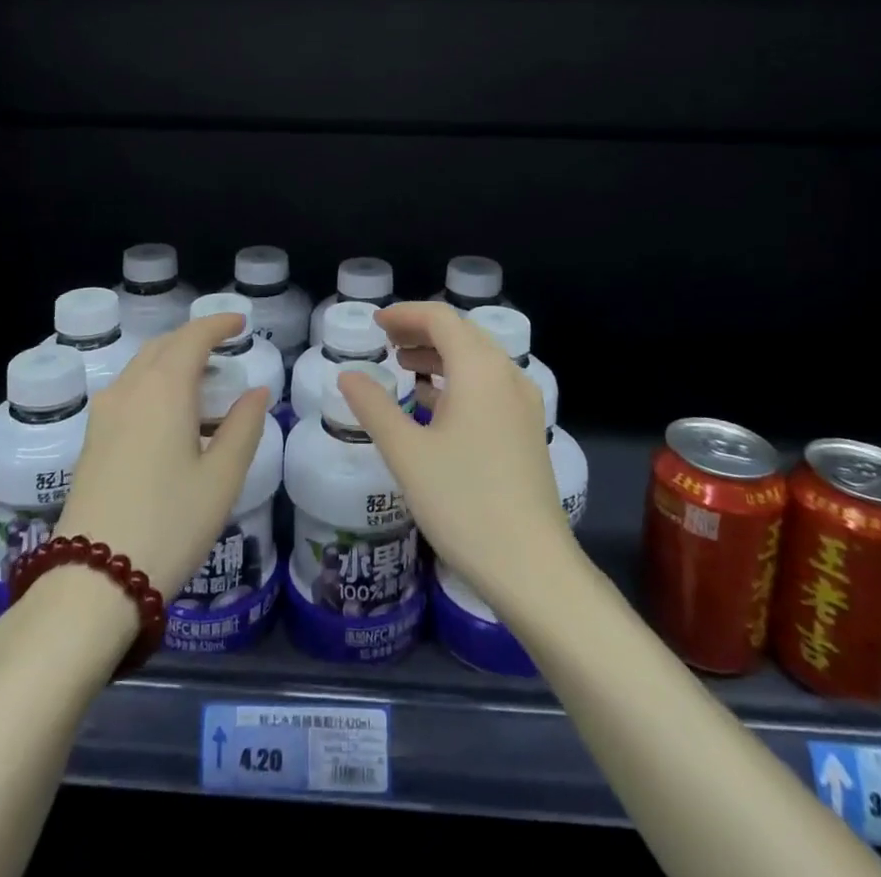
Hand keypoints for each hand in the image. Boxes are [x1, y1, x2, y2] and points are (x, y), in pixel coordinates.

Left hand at [53, 313, 270, 600]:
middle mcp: (130, 390)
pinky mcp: (91, 440)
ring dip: (171, 360)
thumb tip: (257, 392)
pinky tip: (169, 414)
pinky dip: (153, 383)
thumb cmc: (169, 525)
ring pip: (141, 367)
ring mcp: (104, 415)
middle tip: (224, 349)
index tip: (241, 324)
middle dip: (194, 339)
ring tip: (201, 380)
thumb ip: (243, 427)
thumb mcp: (222, 479)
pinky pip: (127, 390)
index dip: (218, 324)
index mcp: (164, 390)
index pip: (192, 337)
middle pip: (163, 346)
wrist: (92, 582)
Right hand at [338, 301, 576, 615]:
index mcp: (480, 369)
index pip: (441, 318)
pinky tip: (433, 402)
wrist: (532, 567)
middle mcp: (507, 375)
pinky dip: (458, 380)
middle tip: (385, 340)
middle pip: (462, 333)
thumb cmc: (464, 503)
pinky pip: (489, 385)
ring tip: (403, 364)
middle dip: (421, 330)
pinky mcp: (527, 430)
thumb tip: (347, 375)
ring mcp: (523, 404)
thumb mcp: (407, 453)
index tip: (375, 322)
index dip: (405, 313)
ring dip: (440, 354)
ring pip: (477, 360)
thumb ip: (374, 407)